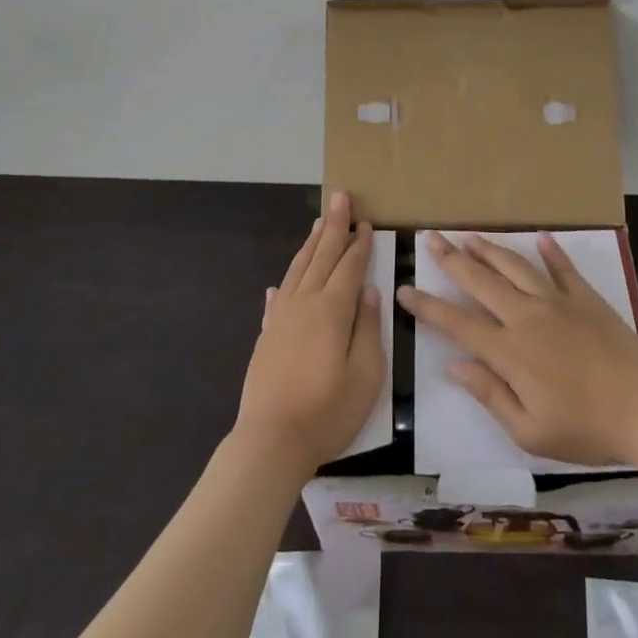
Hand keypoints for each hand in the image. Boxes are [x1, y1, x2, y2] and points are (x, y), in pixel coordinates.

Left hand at [235, 193, 384, 477]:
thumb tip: (370, 291)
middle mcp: (305, 304)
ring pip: (298, 269)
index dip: (360, 244)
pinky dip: (285, 282)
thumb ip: (368, 328)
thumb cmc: (328, 411)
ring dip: (311, 244)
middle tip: (341, 197)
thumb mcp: (366, 374)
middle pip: (322, 256)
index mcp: (333, 310)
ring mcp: (282, 318)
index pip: (350, 267)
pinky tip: (282, 281)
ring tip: (319, 223)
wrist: (271, 441)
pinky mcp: (267, 336)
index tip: (367, 222)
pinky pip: (278, 297)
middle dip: (334, 226)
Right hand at [396, 232, 637, 466]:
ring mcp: (557, 302)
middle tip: (430, 239)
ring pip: (515, 267)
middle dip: (452, 260)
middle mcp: (526, 316)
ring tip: (469, 236)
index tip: (404, 289)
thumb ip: (490, 395)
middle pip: (481, 282)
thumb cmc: (586, 428)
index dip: (428, 307)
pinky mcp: (584, 297)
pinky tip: (540, 237)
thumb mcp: (530, 431)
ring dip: (490, 250)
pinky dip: (550, 252)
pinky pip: (562, 268)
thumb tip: (455, 366)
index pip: (458, 324)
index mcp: (510, 351)